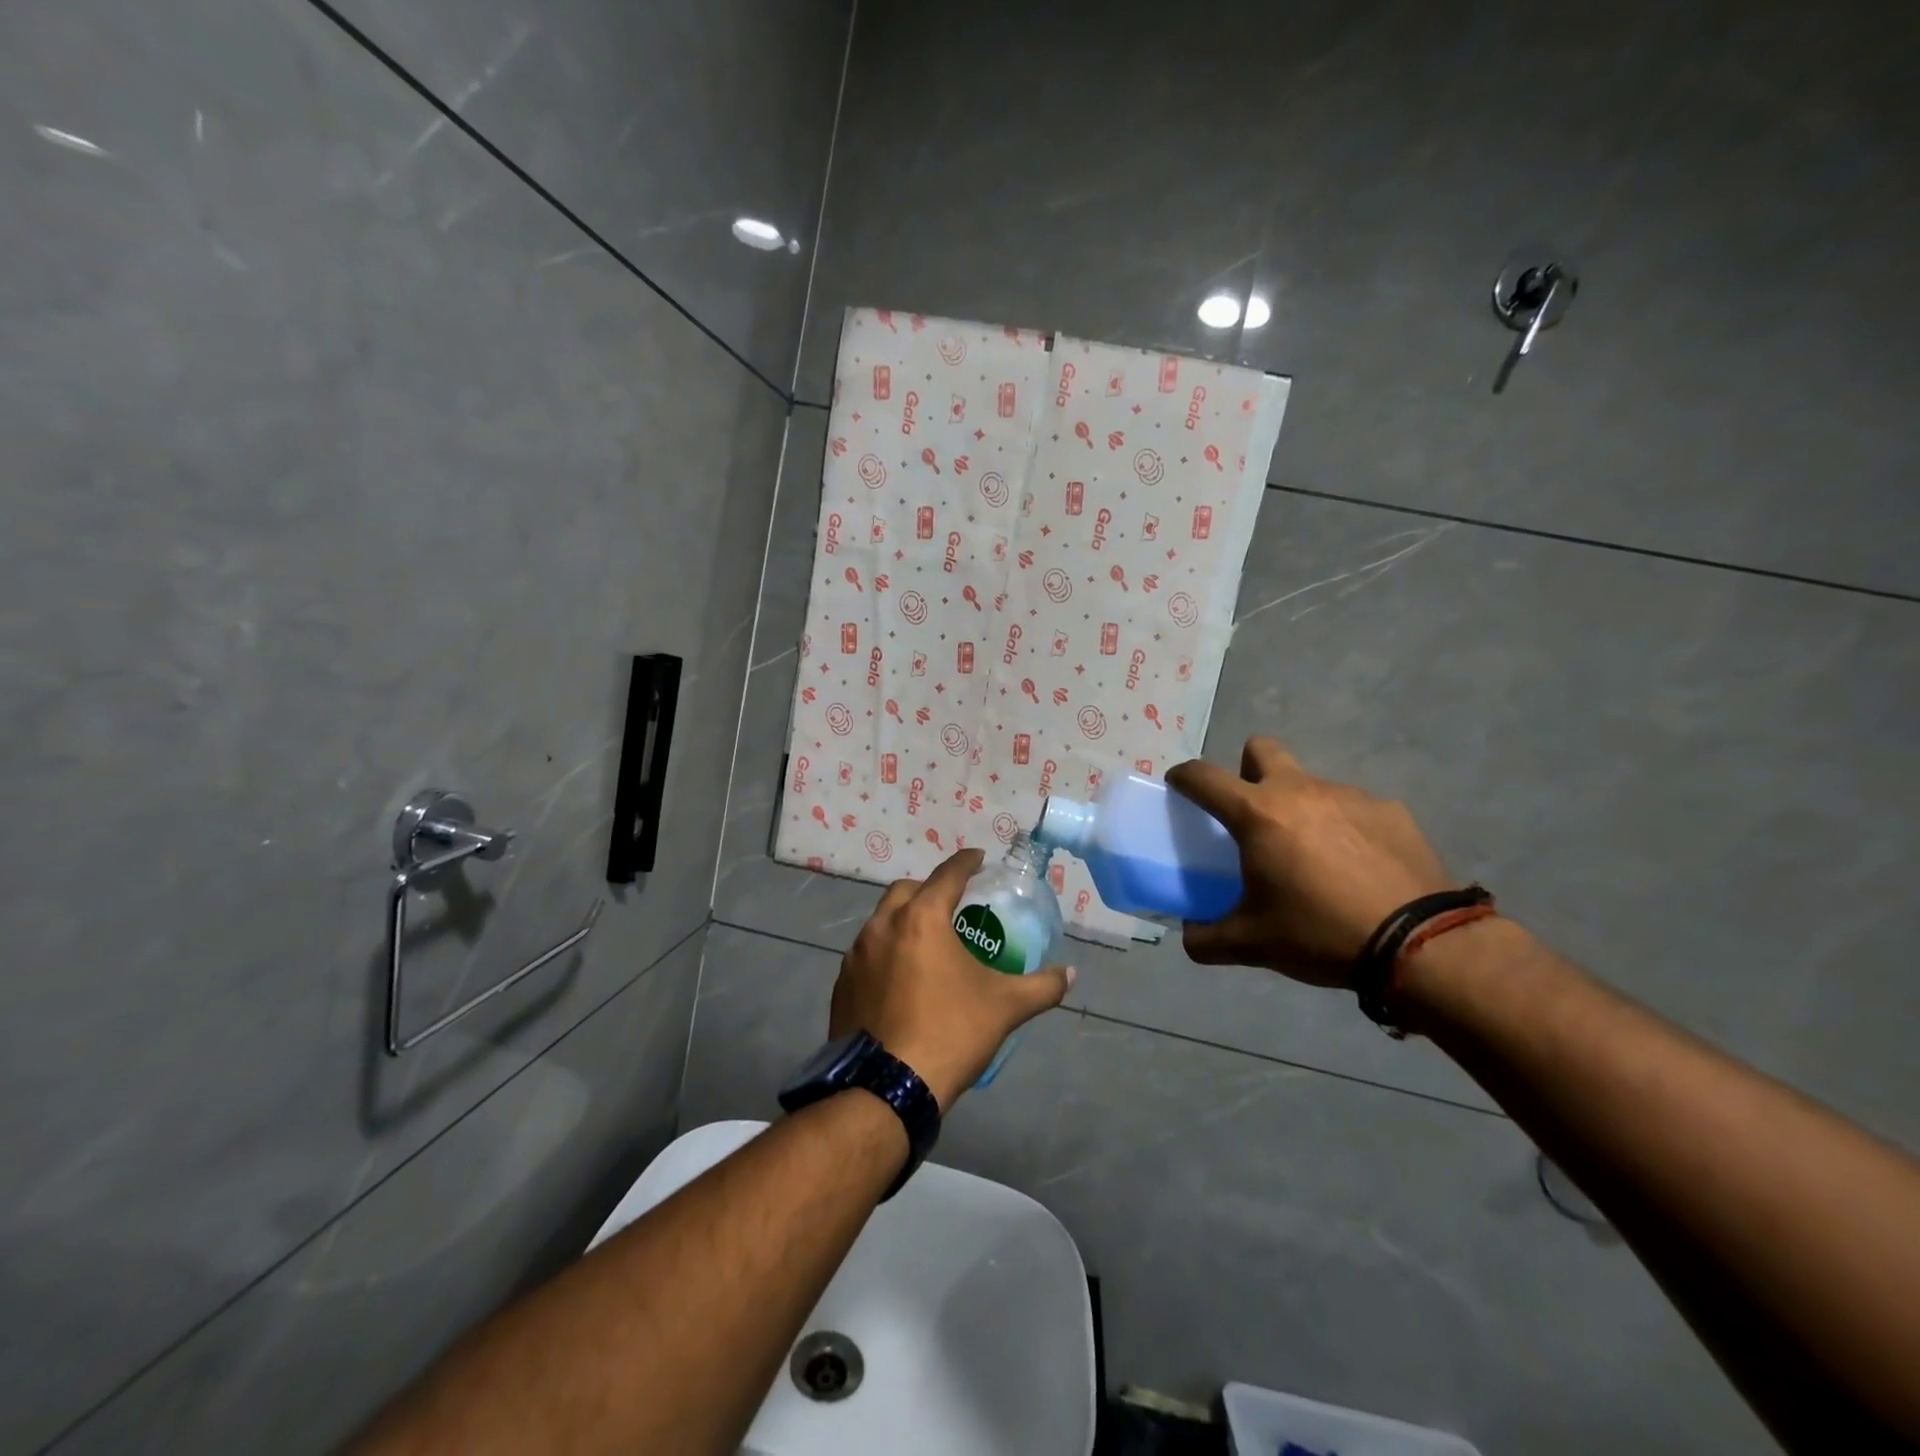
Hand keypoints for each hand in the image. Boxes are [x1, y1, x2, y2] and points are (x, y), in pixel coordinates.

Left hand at [832, 849, 1074, 1109]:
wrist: (886, 1088)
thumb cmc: (950, 1033)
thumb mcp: (1005, 1008)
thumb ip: (1042, 986)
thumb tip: (1071, 974)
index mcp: (921, 919)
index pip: (948, 875)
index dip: (966, 862)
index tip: (979, 858)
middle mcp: (882, 926)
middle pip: (908, 891)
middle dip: (930, 889)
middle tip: (953, 905)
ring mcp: (856, 955)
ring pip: (882, 921)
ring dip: (904, 920)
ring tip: (927, 942)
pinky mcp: (842, 984)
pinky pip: (866, 953)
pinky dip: (885, 952)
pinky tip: (900, 977)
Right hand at [1165, 737, 1451, 986]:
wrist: (1419, 945)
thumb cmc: (1319, 933)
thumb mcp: (1251, 944)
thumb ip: (1206, 938)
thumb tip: (1190, 934)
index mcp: (1257, 814)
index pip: (1203, 776)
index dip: (1183, 776)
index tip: (1178, 786)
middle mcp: (1299, 790)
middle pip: (1260, 749)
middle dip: (1247, 769)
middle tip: (1254, 813)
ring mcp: (1349, 795)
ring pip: (1310, 783)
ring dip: (1300, 807)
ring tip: (1315, 857)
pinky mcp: (1390, 810)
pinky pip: (1353, 808)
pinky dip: (1345, 828)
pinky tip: (1358, 867)